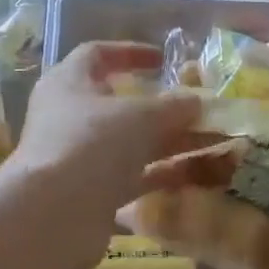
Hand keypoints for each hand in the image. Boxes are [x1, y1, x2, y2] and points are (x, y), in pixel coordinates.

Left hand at [6, 42, 201, 257]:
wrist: (54, 215)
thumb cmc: (91, 144)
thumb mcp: (140, 116)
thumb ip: (173, 106)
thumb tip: (196, 100)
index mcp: (69, 83)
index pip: (97, 55)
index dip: (130, 52)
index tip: (164, 60)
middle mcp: (70, 117)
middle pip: (120, 105)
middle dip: (164, 108)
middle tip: (201, 109)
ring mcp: (80, 158)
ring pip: (132, 144)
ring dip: (171, 142)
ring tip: (214, 141)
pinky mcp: (93, 193)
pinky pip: (134, 176)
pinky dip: (162, 173)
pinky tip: (196, 174)